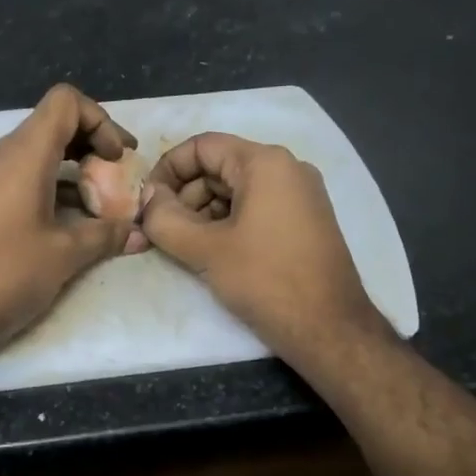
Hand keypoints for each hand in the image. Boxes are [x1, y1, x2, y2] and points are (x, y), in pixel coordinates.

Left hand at [0, 84, 137, 353]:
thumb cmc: (7, 274)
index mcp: (22, 154)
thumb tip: (140, 233)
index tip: (117, 159)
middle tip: (115, 180)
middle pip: (52, 125)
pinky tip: (68, 224)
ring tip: (98, 208)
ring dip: (71, 171)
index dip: (100, 120)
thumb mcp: (66, 254)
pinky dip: (49, 187)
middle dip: (91, 146)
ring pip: (36, 153)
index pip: (65, 102)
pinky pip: (20, 176)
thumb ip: (107, 234)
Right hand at [140, 132, 386, 366]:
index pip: (202, 146)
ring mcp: (299, 196)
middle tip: (157, 231)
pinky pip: (254, 208)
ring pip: (234, 191)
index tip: (147, 203)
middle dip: (182, 196)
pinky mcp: (303, 222)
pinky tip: (208, 252)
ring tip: (179, 246)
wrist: (329, 329)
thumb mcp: (205, 249)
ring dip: (201, 214)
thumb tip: (147, 199)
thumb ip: (165, 218)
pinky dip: (225, 224)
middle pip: (218, 168)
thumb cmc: (265, 280)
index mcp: (265, 163)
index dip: (167, 170)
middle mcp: (286, 169)